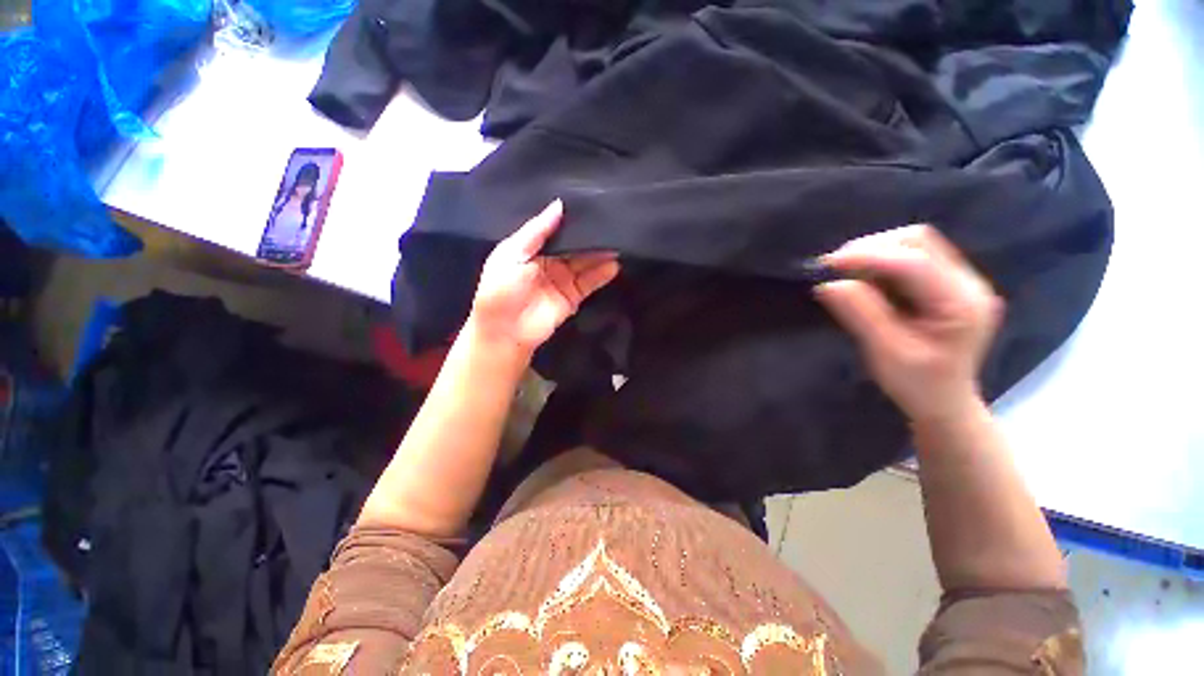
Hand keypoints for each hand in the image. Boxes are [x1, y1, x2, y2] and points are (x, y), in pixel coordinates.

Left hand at [468, 200, 619, 357]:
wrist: (505, 332)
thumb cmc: (501, 290)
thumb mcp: (512, 253)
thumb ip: (537, 230)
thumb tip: (560, 205)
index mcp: (532, 249)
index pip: (556, 231)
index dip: (572, 221)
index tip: (590, 205)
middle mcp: (550, 262)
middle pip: (574, 246)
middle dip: (590, 237)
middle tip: (610, 222)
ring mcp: (563, 280)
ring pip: (585, 263)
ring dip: (600, 254)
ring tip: (617, 241)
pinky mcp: (574, 297)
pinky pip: (590, 283)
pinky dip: (602, 274)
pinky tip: (614, 264)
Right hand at [814, 225, 1002, 423]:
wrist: (944, 403)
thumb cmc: (918, 385)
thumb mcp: (886, 353)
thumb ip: (861, 314)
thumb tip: (828, 284)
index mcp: (961, 304)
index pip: (914, 262)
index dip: (869, 256)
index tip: (828, 266)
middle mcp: (967, 283)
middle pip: (919, 241)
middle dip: (872, 248)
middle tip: (835, 268)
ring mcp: (959, 280)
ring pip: (914, 244)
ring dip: (875, 252)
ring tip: (846, 273)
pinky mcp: (945, 283)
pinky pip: (911, 256)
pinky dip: (881, 261)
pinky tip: (864, 279)